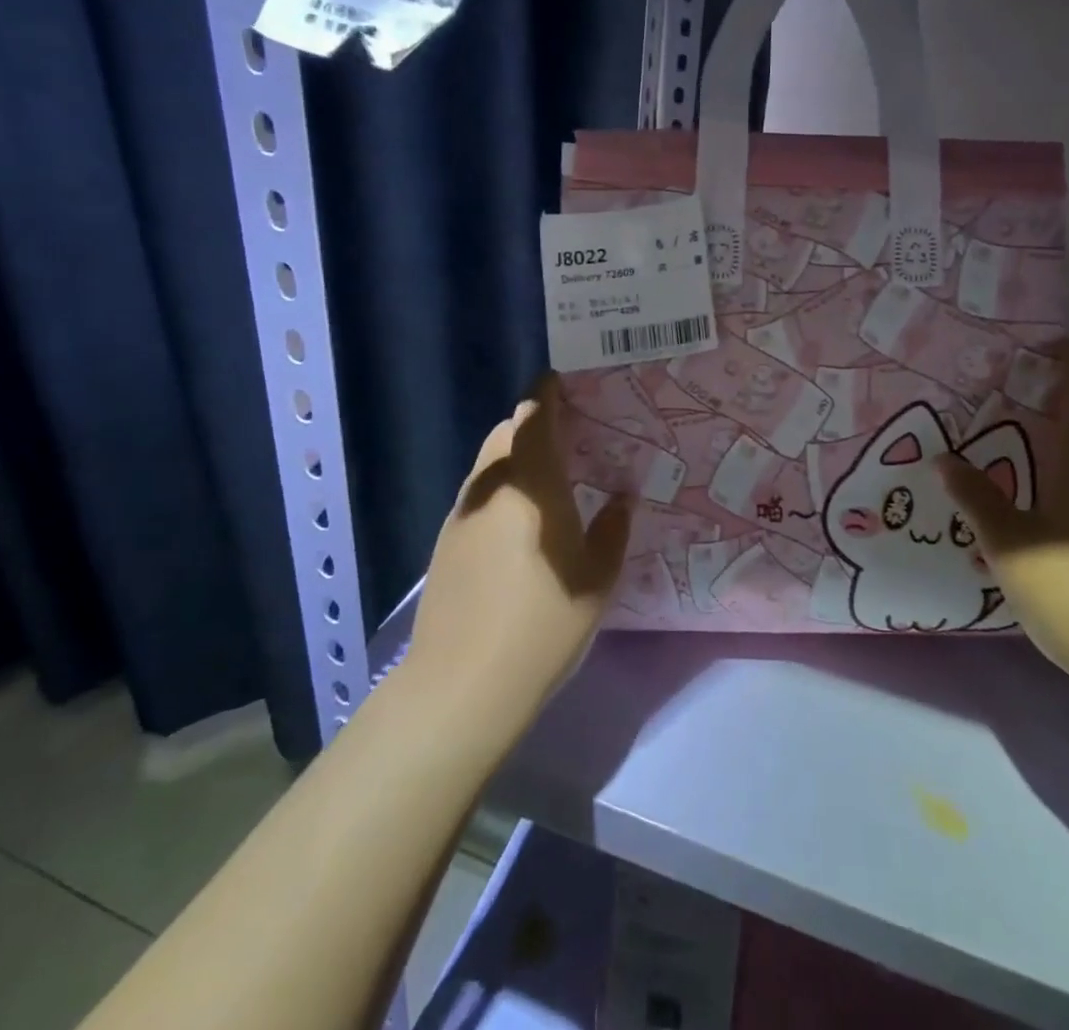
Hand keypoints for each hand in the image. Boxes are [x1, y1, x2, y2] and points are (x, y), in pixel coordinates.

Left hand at [404, 374, 631, 729]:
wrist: (462, 684)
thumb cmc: (542, 624)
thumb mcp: (596, 579)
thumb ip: (612, 529)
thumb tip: (621, 497)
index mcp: (531, 484)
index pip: (534, 416)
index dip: (548, 394)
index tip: (567, 384)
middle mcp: (490, 487)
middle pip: (506, 433)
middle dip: (534, 424)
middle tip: (570, 437)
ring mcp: (462, 513)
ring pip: (489, 464)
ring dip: (515, 456)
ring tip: (549, 477)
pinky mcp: (446, 541)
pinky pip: (479, 494)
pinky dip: (501, 488)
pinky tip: (521, 522)